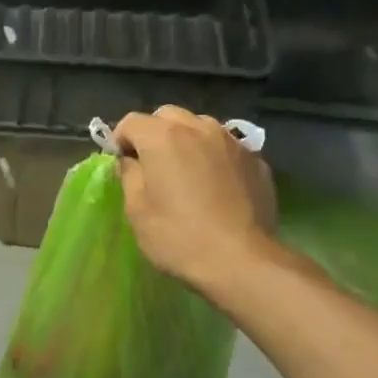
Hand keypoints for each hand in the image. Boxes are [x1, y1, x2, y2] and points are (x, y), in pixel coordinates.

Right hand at [113, 107, 277, 294]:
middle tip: (153, 166)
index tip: (123, 165)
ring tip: (187, 172)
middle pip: (167, 116)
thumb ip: (130, 175)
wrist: (242, 261)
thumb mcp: (137, 210)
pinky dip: (215, 157)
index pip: (131, 122)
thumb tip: (132, 161)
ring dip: (187, 140)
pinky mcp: (256, 160)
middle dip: (154, 134)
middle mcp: (198, 128)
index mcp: (163, 137)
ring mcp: (232, 142)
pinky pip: (226, 147)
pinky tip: (217, 186)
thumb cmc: (179, 237)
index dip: (121, 140)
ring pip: (200, 126)